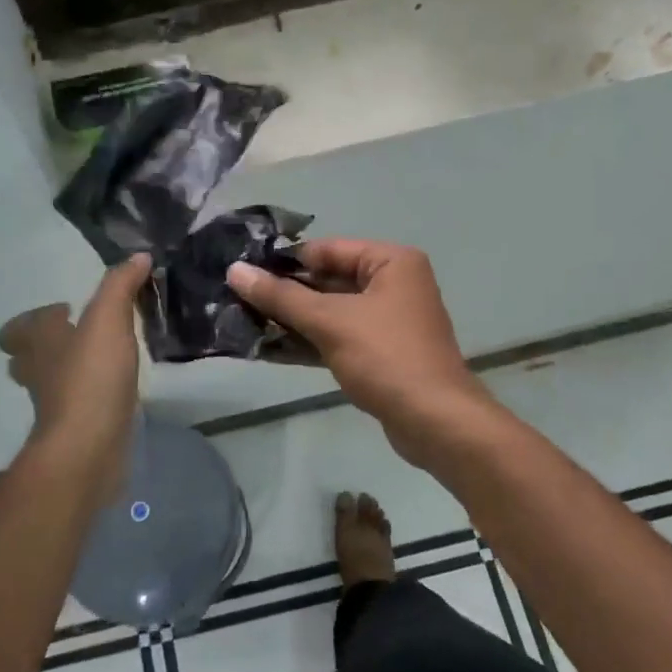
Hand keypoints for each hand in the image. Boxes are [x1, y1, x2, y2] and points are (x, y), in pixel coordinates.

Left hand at [0, 254, 150, 499]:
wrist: (87, 447)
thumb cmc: (91, 377)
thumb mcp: (109, 320)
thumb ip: (121, 286)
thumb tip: (138, 257)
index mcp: (40, 341)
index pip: (21, 327)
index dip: (38, 317)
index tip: (67, 309)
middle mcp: (39, 371)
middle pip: (26, 356)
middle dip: (45, 345)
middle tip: (77, 335)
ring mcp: (54, 404)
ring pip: (50, 381)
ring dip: (67, 370)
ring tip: (101, 359)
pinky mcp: (74, 428)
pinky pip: (76, 404)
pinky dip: (89, 394)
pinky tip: (115, 389)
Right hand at [227, 240, 491, 464]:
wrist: (435, 421)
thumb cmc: (386, 357)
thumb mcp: (329, 321)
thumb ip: (281, 296)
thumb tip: (235, 271)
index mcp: (391, 262)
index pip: (327, 250)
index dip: (285, 261)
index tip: (244, 273)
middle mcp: (394, 283)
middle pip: (329, 280)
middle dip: (286, 293)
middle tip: (239, 300)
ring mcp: (390, 320)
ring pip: (332, 311)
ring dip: (294, 320)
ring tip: (246, 323)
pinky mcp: (383, 352)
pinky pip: (340, 336)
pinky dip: (311, 341)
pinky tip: (271, 349)